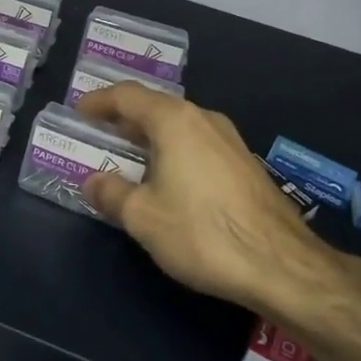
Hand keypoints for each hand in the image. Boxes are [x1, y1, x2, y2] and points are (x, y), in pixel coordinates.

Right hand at [77, 84, 338, 311]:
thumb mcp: (143, 217)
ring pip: (180, 127)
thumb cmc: (202, 232)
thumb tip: (93, 182)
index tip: (79, 111)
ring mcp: (230, 141)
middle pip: (156, 107)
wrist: (281, 265)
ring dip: (150, 137)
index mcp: (174, 120)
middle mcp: (204, 119)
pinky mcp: (245, 165)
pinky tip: (167, 180)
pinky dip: (173, 152)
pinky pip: (198, 145)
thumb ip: (111, 193)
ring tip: (128, 156)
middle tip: (99, 133)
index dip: (99, 101)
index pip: (128, 96)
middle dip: (124, 119)